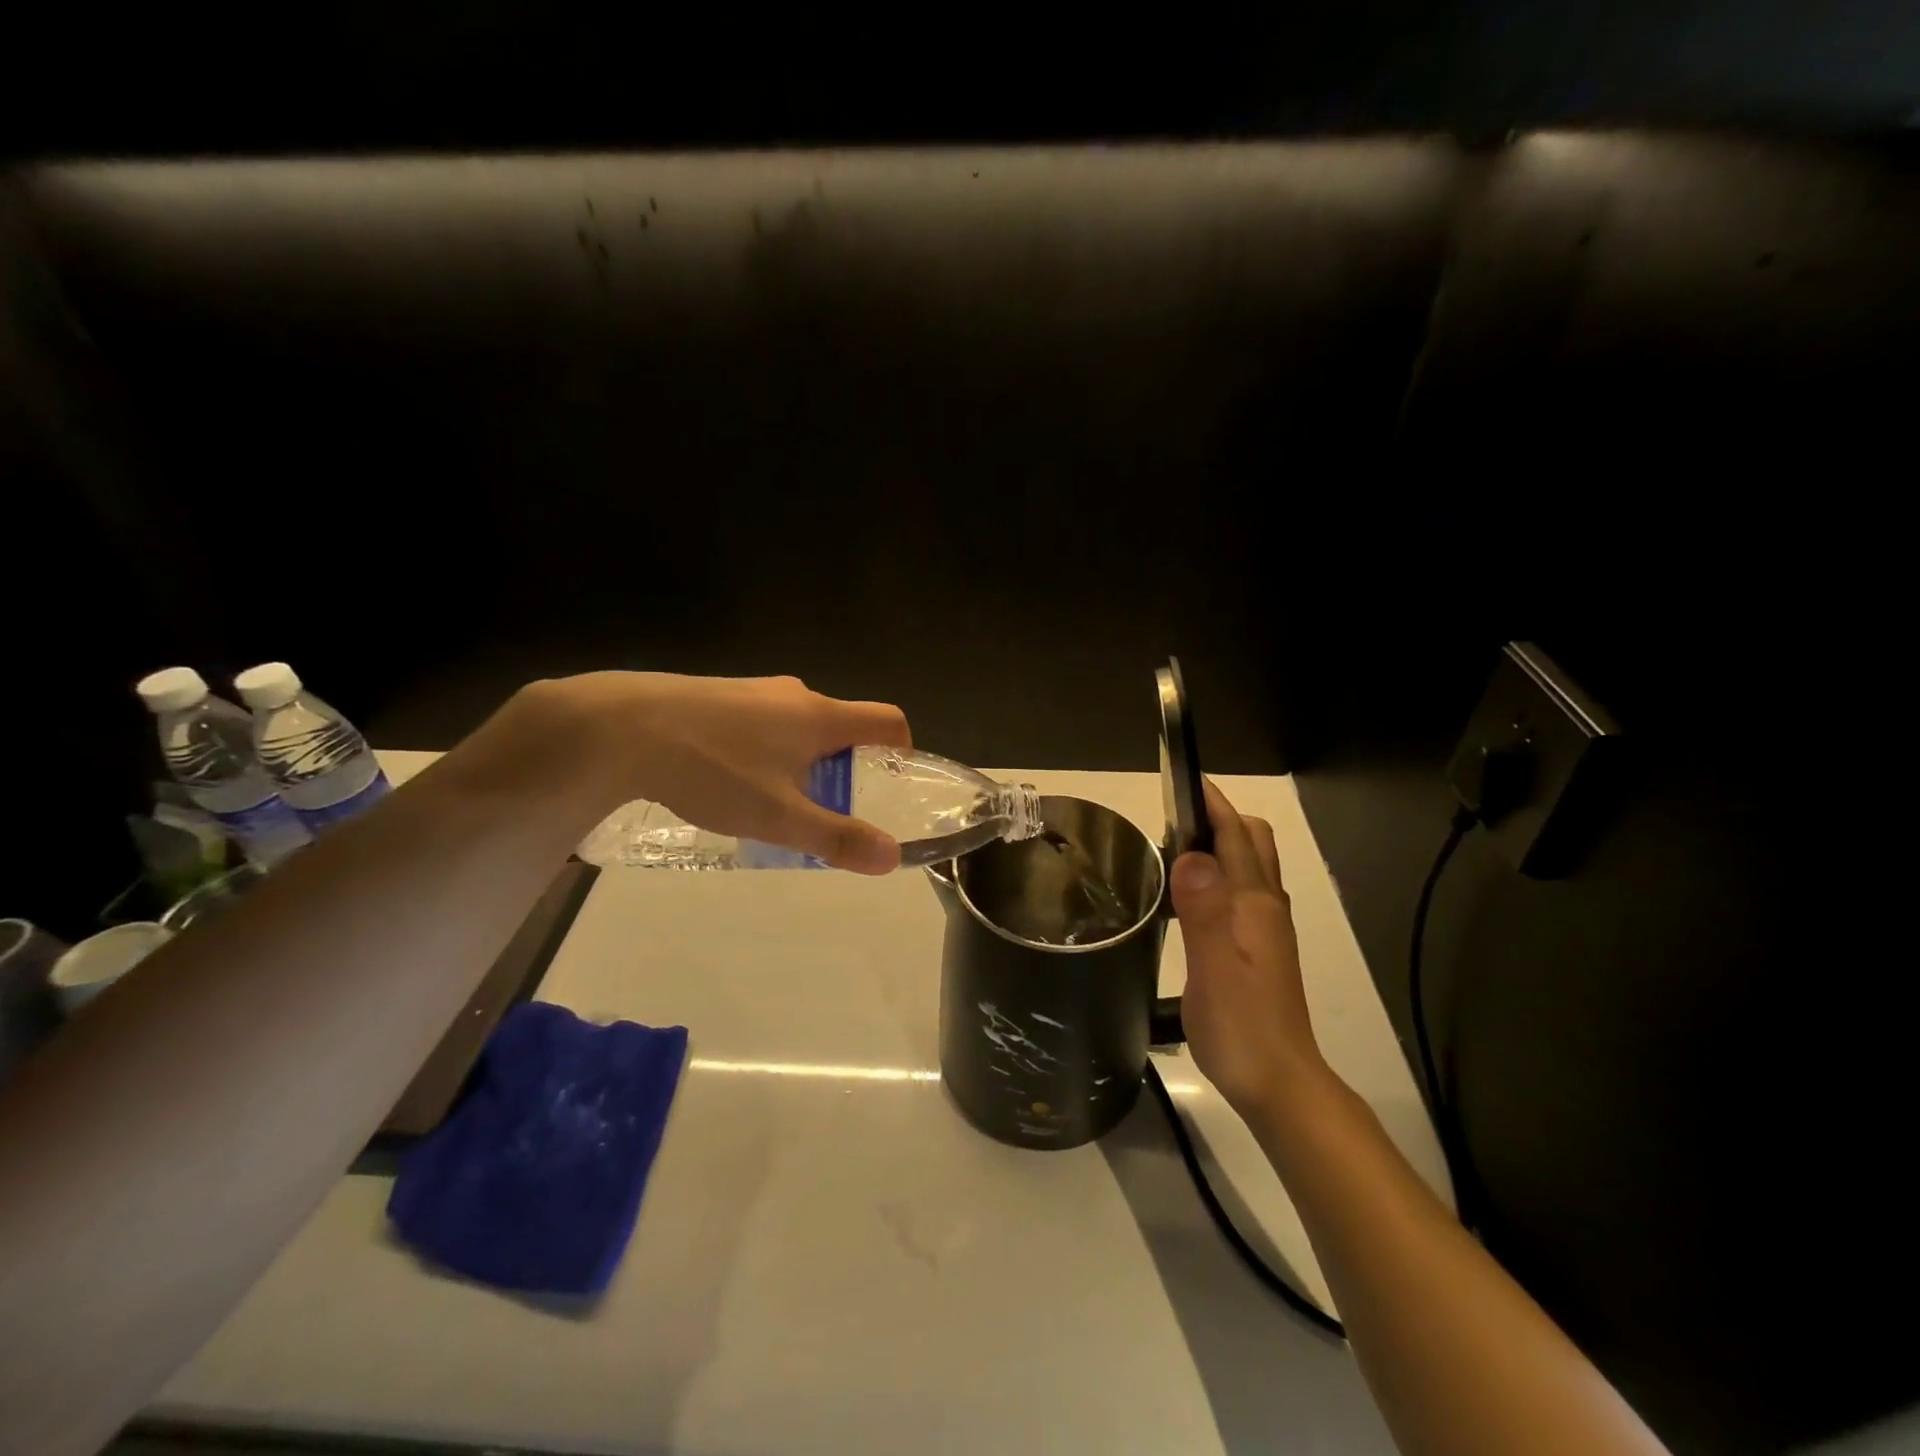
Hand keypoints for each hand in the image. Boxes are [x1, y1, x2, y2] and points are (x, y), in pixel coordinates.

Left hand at [520, 672, 911, 873]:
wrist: (621, 727)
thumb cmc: (713, 769)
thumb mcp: (779, 816)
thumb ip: (837, 838)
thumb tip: (891, 857)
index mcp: (821, 716)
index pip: (887, 720)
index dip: (901, 750)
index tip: (888, 784)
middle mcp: (795, 694)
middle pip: (841, 726)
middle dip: (843, 767)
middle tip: (820, 809)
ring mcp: (753, 691)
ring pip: (798, 726)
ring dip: (800, 761)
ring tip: (768, 802)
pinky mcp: (717, 695)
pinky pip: (761, 723)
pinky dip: (764, 751)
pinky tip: (726, 780)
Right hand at [1171, 780, 1329, 1118]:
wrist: (1280, 1085)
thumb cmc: (1243, 1028)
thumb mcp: (1215, 970)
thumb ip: (1204, 911)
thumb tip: (1190, 854)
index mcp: (1254, 904)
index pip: (1236, 837)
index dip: (1212, 804)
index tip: (1182, 778)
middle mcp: (1265, 906)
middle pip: (1252, 842)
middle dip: (1219, 817)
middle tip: (1171, 816)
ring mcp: (1265, 928)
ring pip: (1248, 866)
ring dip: (1217, 844)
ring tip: (1172, 846)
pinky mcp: (1258, 948)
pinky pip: (1239, 891)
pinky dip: (1216, 874)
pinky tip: (1189, 895)